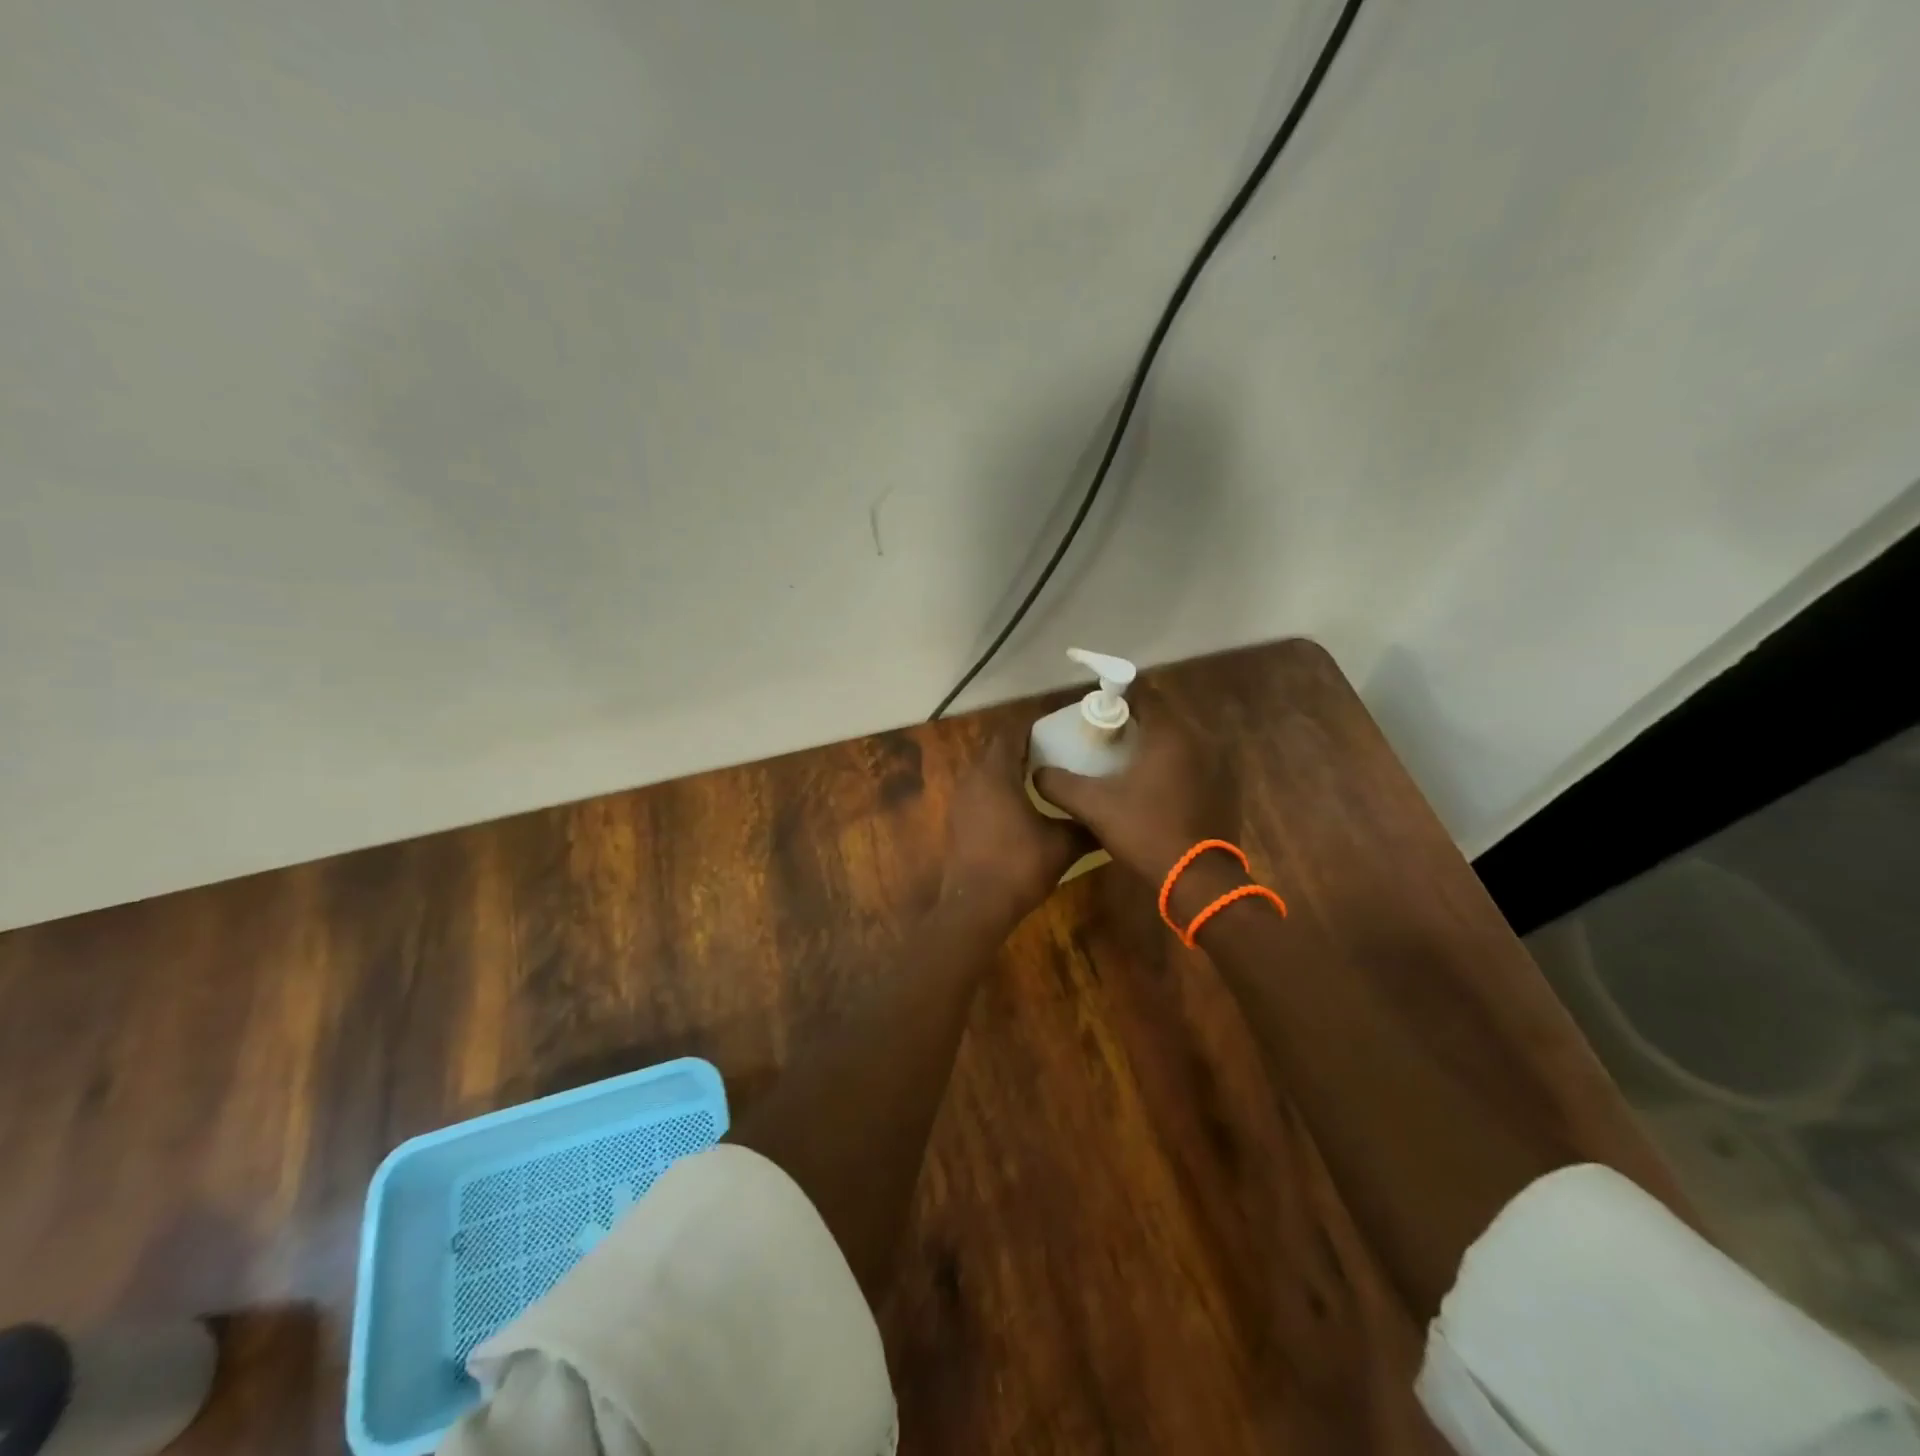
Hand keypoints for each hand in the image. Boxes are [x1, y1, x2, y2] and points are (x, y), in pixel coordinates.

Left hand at [942, 733, 1089, 928]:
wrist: (975, 906)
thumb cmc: (1019, 866)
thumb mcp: (1062, 845)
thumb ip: (1085, 824)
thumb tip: (1110, 816)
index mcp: (995, 773)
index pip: (1011, 733)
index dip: (1033, 726)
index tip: (1058, 729)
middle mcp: (972, 779)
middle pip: (995, 749)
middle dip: (1022, 746)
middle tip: (1054, 750)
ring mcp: (960, 800)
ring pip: (985, 772)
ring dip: (1008, 769)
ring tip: (1040, 776)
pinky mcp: (956, 821)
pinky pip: (978, 792)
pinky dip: (996, 790)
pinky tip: (1019, 806)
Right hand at [1030, 682, 1236, 885]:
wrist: (1199, 880)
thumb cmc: (1146, 832)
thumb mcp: (1094, 807)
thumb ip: (1060, 785)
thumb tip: (1037, 773)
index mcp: (1171, 733)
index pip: (1143, 694)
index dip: (1117, 697)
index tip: (1096, 711)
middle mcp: (1202, 738)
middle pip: (1163, 714)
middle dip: (1136, 720)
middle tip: (1108, 737)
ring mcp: (1220, 762)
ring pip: (1181, 738)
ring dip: (1156, 743)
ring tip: (1129, 761)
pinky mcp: (1228, 785)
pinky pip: (1196, 760)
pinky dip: (1176, 763)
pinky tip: (1157, 786)